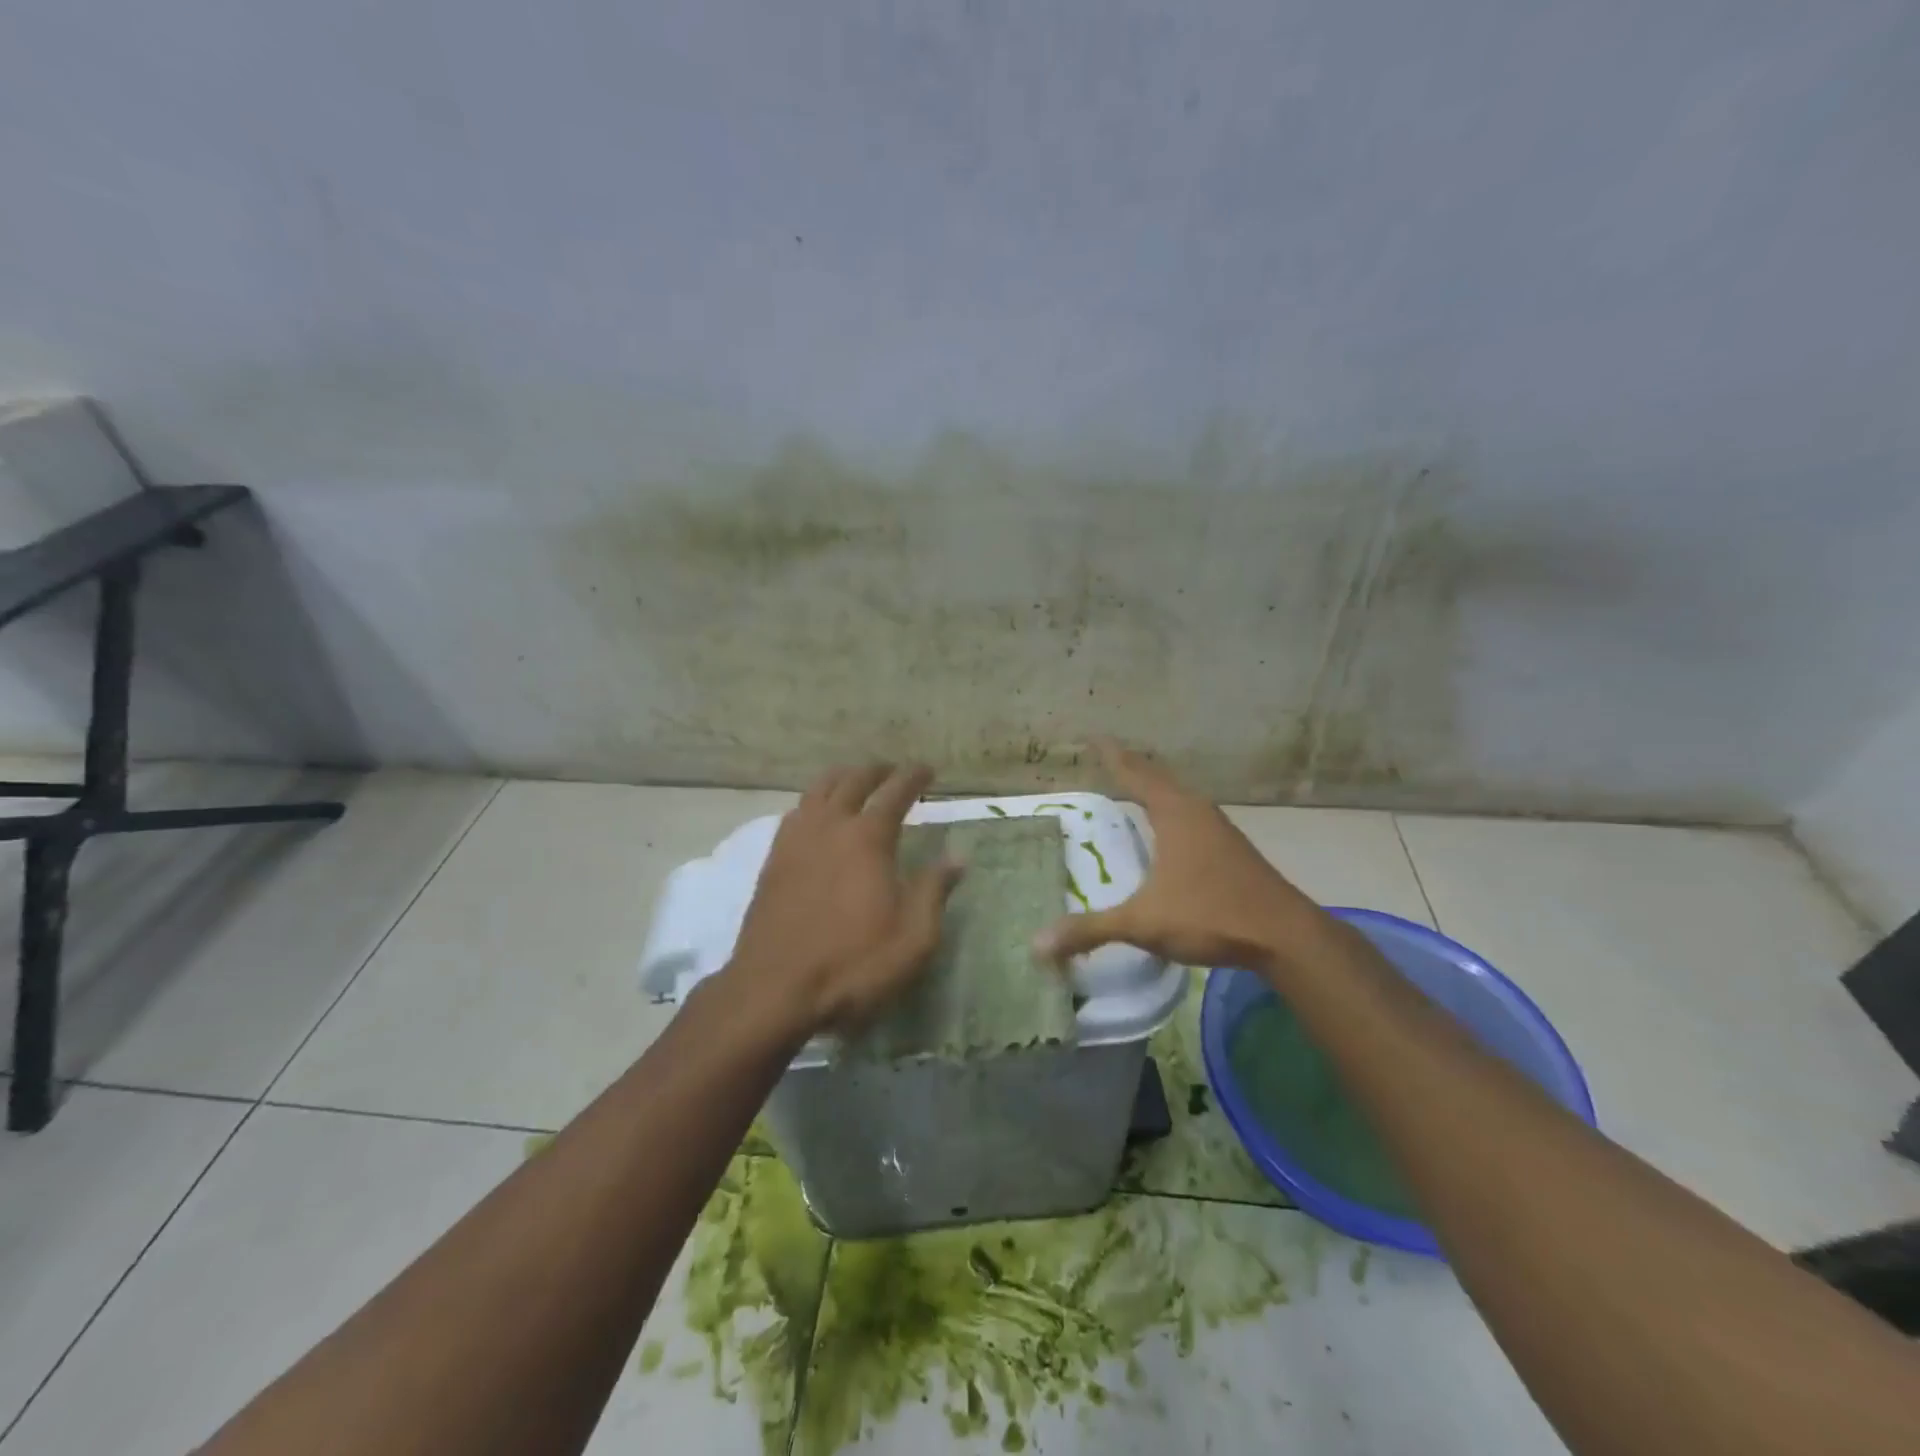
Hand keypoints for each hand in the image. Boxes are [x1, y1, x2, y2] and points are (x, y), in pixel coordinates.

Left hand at [724, 763, 960, 1037]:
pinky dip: (814, 801)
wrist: (773, 990)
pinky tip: (817, 816)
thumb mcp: (913, 939)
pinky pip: (796, 812)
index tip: (928, 770)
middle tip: (894, 772)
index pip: (895, 792)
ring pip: (819, 790)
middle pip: (853, 781)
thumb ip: (934, 891)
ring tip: (856, 782)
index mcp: (867, 839)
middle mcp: (829, 827)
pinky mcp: (773, 860)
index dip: (914, 777)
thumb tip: (956, 858)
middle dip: (877, 770)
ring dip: (843, 779)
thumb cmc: (852, 965)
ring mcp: (795, 841)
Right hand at [1033, 739, 1321, 972]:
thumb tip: (1038, 944)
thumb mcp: (1143, 923)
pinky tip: (1169, 832)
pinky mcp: (1232, 850)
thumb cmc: (1210, 914)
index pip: (1135, 773)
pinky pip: (1191, 816)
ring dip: (1155, 789)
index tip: (1094, 737)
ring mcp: (1219, 830)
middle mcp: (1197, 812)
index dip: (1112, 756)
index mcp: (1174, 813)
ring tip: (1134, 788)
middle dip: (1132, 767)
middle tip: (1107, 757)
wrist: (1285, 936)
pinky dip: (1171, 811)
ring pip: (1179, 797)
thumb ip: (1090, 930)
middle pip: (1158, 778)